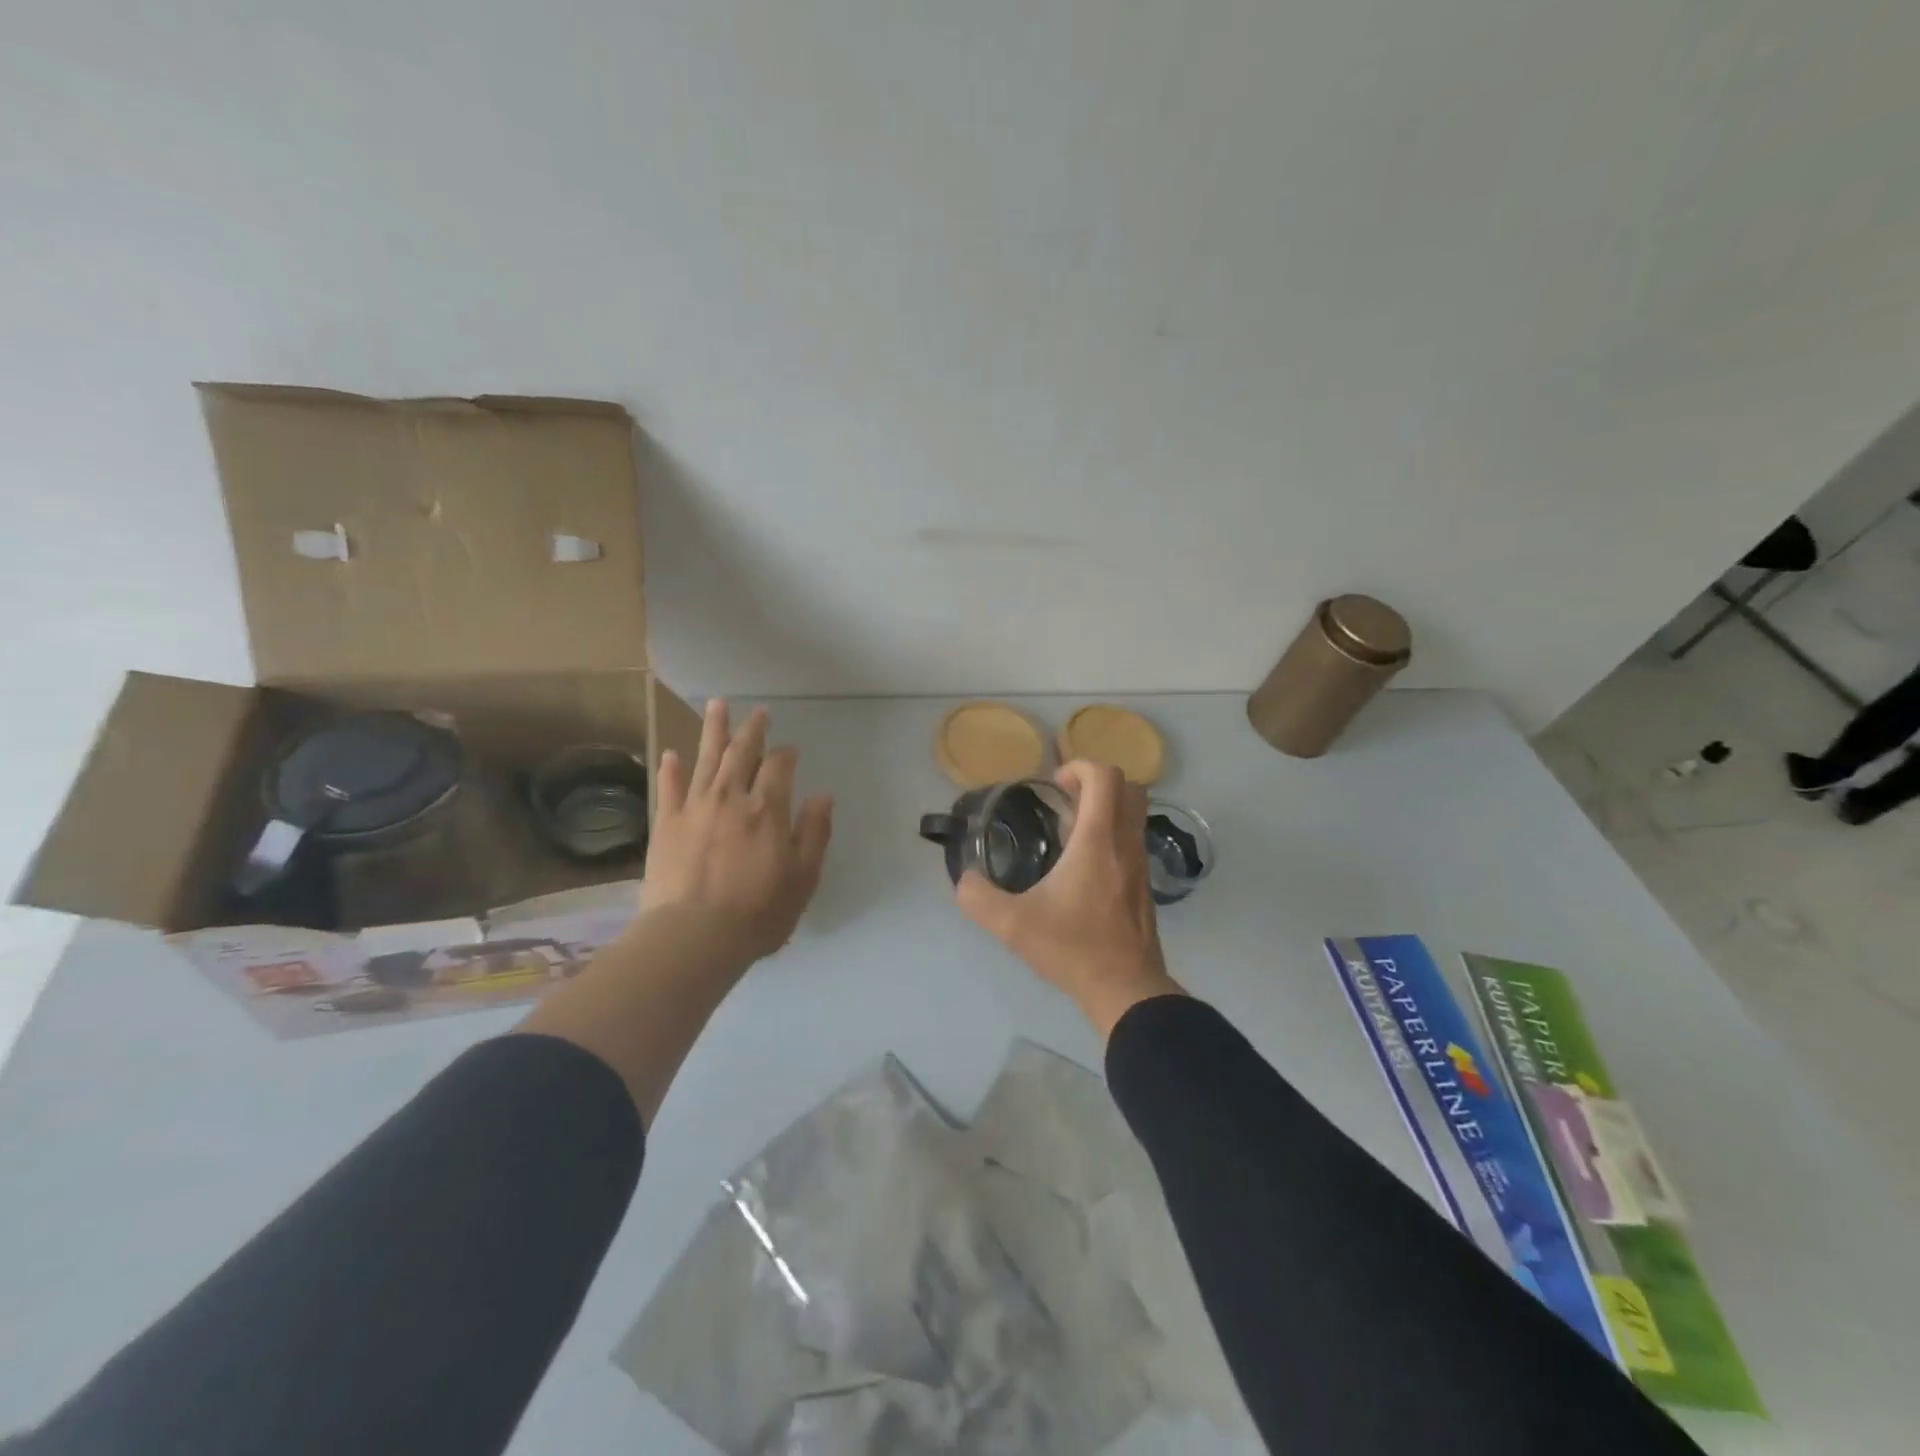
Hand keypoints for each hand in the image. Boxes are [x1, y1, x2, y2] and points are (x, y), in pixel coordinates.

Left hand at [641, 699, 833, 969]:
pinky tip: (672, 753)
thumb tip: (823, 795)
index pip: (780, 766)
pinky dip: (672, 769)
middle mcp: (731, 797)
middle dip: (753, 730)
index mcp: (768, 808)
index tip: (791, 749)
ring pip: (706, 759)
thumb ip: (815, 832)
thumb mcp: (803, 877)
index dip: (786, 754)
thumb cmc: (758, 911)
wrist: (694, 936)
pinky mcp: (666, 824)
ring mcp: (695, 808)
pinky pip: (669, 788)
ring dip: (713, 731)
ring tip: (717, 705)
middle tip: (759, 712)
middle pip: (743, 753)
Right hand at [957, 761, 1183, 1037]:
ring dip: (1107, 806)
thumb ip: (979, 898)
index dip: (1079, 766)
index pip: (1105, 776)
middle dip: (1096, 781)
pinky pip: (1134, 838)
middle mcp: (1125, 843)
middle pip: (1129, 786)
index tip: (1054, 784)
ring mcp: (1141, 863)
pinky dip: (1113, 832)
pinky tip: (1082, 864)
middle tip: (1065, 798)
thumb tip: (964, 879)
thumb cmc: (1073, 949)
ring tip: (1070, 830)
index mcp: (1098, 840)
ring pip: (1136, 812)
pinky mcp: (1145, 884)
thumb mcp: (1013, 925)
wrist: (1126, 989)